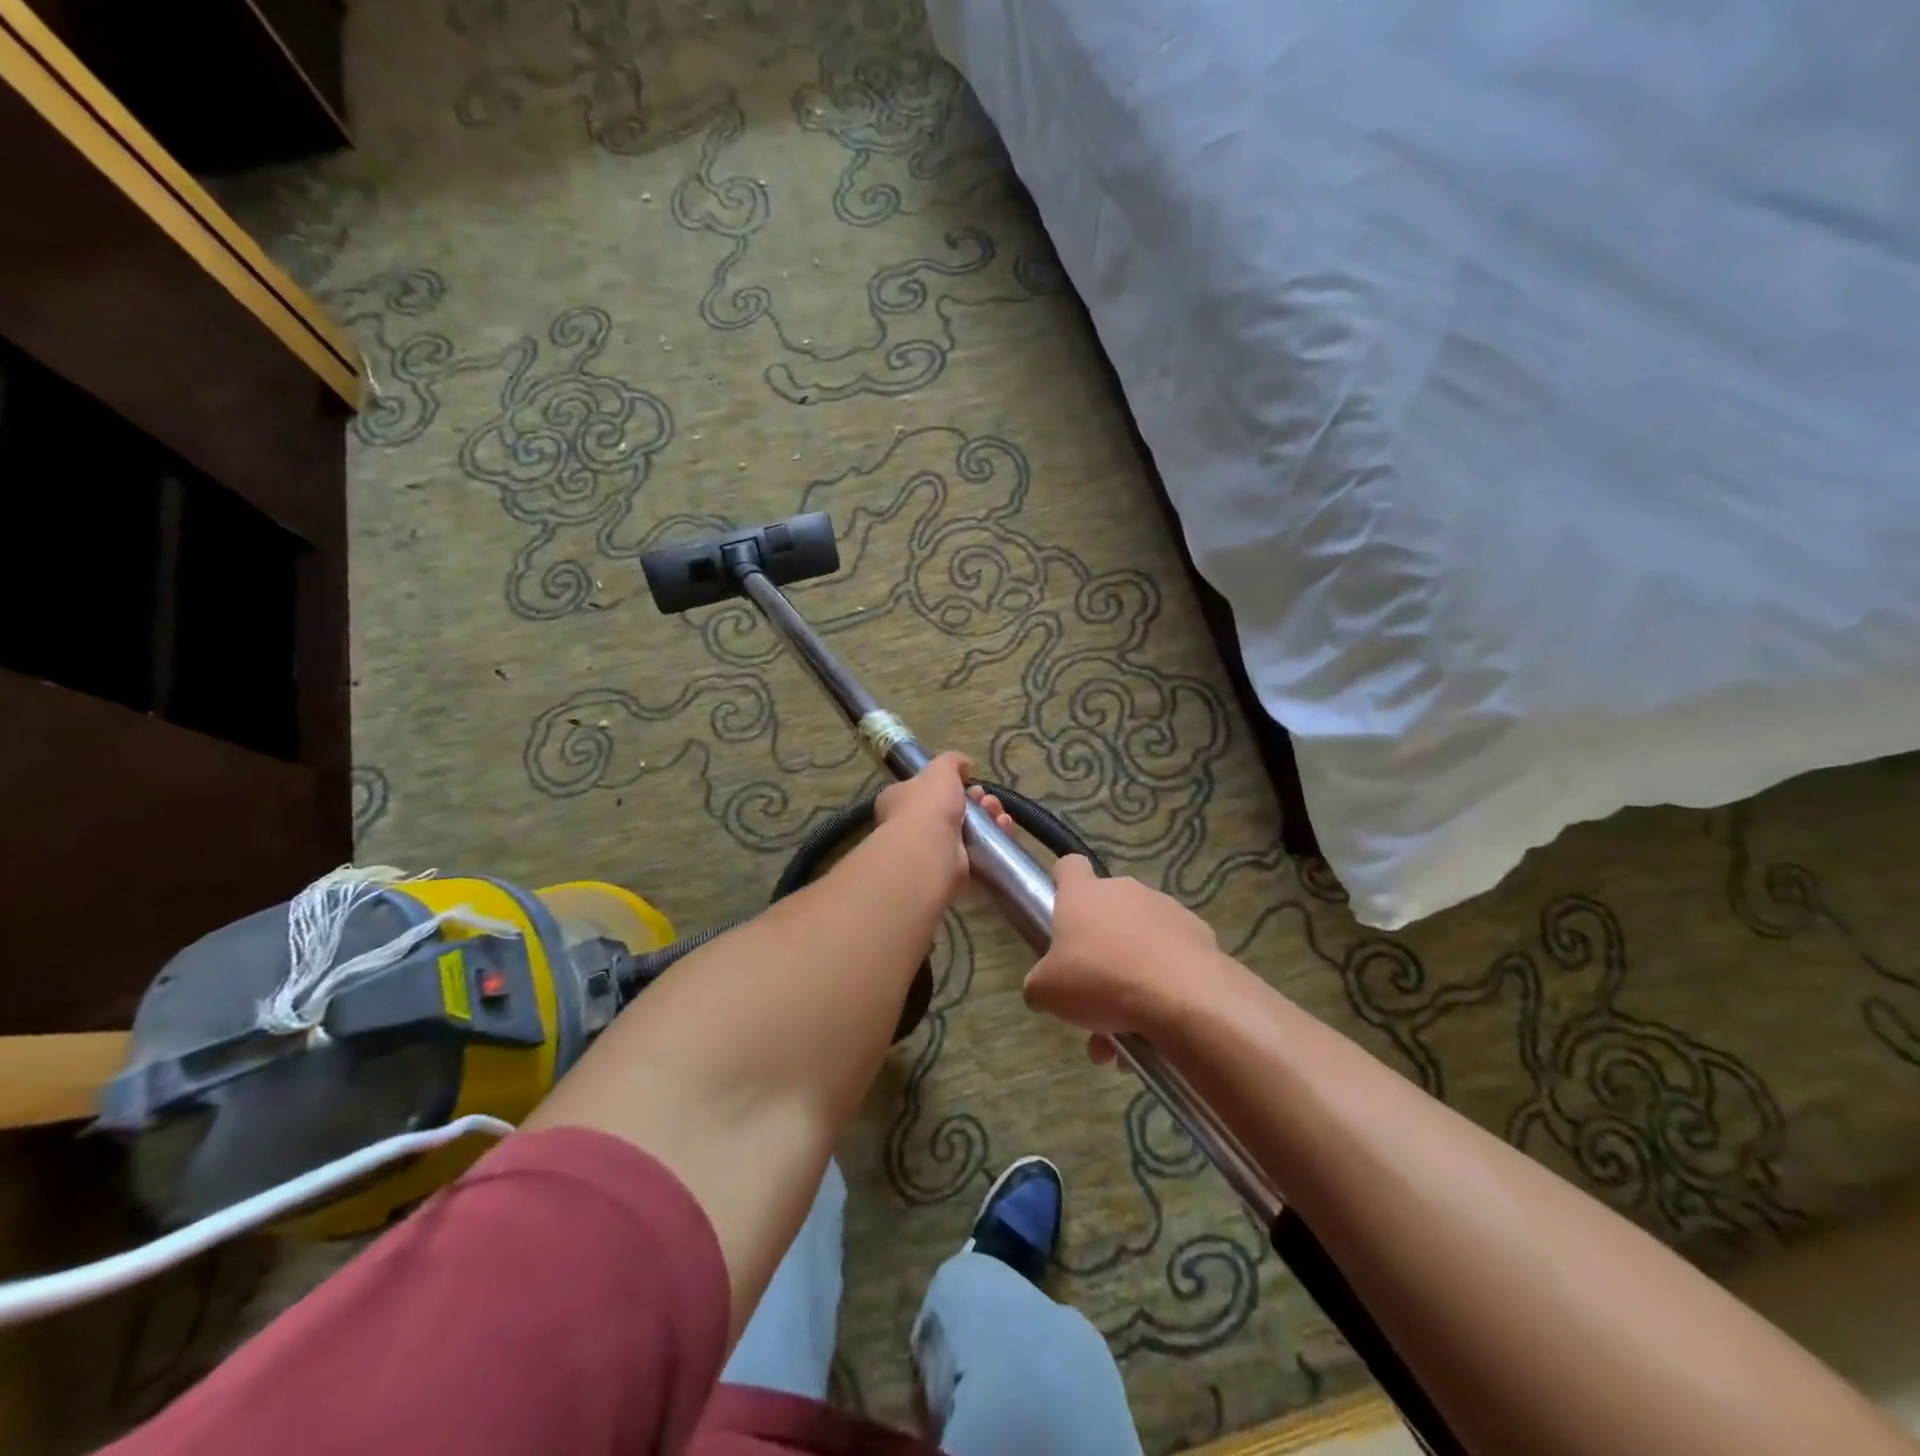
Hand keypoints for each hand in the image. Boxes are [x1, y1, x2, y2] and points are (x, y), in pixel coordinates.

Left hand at [871, 752, 1014, 899]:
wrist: (930, 851)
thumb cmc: (928, 805)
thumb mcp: (940, 770)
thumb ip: (952, 762)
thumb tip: (964, 764)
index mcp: (901, 800)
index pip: (925, 789)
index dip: (950, 784)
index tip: (970, 780)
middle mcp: (913, 826)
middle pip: (952, 809)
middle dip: (977, 802)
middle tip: (987, 800)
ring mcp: (933, 849)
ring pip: (969, 830)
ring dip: (989, 819)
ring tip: (999, 815)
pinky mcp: (953, 868)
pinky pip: (979, 850)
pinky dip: (995, 839)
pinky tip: (1004, 830)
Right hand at [1023, 856, 1218, 1060]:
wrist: (1183, 997)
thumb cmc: (1101, 981)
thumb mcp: (1047, 991)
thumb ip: (1039, 983)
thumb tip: (1043, 987)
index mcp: (1083, 894)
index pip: (1069, 867)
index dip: (1062, 883)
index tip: (1060, 909)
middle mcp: (1125, 891)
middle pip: (1106, 911)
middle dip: (1099, 949)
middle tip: (1093, 993)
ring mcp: (1166, 909)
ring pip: (1140, 939)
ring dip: (1130, 973)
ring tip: (1128, 1028)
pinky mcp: (1199, 934)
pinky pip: (1172, 956)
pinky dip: (1164, 983)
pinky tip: (1160, 1022)